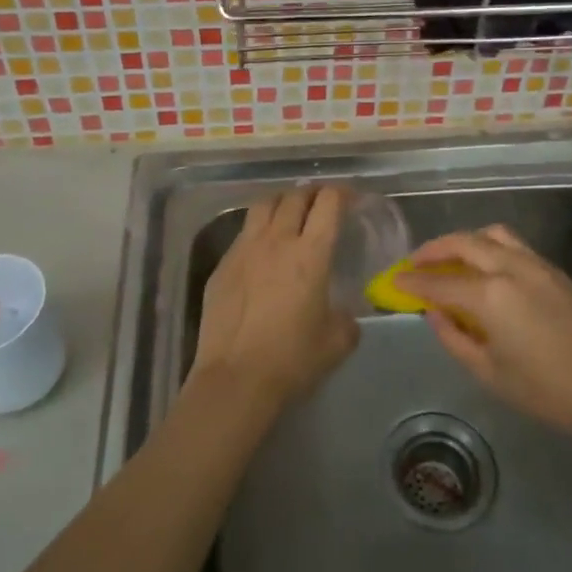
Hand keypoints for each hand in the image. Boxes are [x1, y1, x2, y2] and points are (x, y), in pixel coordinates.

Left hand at [192, 186, 360, 410]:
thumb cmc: (292, 359)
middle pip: (295, 196)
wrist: (236, 378)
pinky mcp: (222, 265)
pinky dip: (258, 229)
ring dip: (282, 202)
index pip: (328, 203)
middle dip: (312, 193)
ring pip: (263, 205)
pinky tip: (261, 249)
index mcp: (311, 253)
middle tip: (321, 202)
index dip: (341, 193)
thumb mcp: (337, 342)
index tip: (349, 198)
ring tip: (289, 212)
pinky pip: (243, 233)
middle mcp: (277, 240)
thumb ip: (347, 319)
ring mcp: (244, 249)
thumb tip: (344, 314)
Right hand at [396, 225, 571, 442]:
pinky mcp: (555, 270)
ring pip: (491, 235)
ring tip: (450, 259)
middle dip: (434, 250)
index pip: (439, 283)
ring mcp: (536, 264)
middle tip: (415, 263)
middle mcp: (510, 268)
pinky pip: (514, 245)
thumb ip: (454, 338)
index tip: (394, 280)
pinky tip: (485, 268)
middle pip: (463, 244)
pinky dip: (489, 246)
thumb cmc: (547, 391)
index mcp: (490, 296)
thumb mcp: (490, 373)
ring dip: (464, 241)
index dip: (413, 281)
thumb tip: (434, 313)